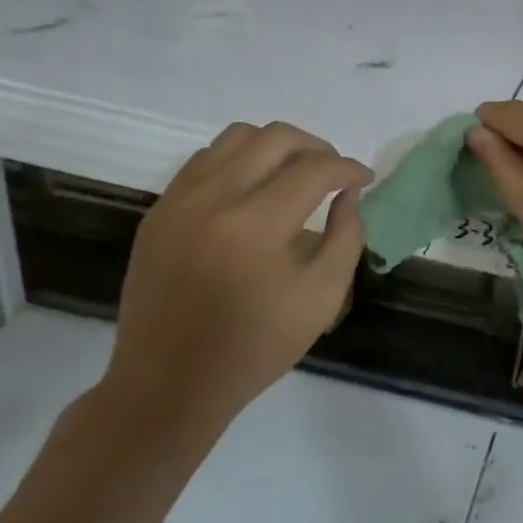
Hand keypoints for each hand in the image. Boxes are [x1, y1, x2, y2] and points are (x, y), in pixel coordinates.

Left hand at [102, 122, 371, 453]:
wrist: (169, 384)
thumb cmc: (255, 348)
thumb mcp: (322, 298)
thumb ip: (346, 237)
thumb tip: (349, 194)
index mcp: (256, 226)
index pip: (315, 169)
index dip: (348, 168)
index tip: (364, 179)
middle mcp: (213, 199)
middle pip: (275, 137)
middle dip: (316, 146)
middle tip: (334, 171)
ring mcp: (178, 200)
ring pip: (235, 137)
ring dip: (275, 146)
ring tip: (294, 172)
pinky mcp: (159, 210)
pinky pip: (204, 160)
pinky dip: (238, 160)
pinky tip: (253, 189)